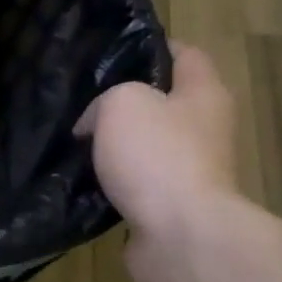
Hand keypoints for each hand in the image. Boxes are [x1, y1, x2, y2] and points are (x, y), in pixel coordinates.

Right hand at [77, 41, 239, 281]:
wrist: (178, 234)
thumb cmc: (156, 156)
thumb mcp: (121, 104)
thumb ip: (103, 102)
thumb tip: (92, 126)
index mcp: (203, 93)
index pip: (185, 54)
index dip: (152, 48)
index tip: (113, 54)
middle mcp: (205, 128)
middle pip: (164, 104)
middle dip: (127, 104)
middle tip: (83, 105)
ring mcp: (190, 171)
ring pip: (148, 148)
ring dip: (117, 149)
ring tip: (76, 146)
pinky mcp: (171, 208)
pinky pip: (138, 187)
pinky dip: (114, 186)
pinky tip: (84, 185)